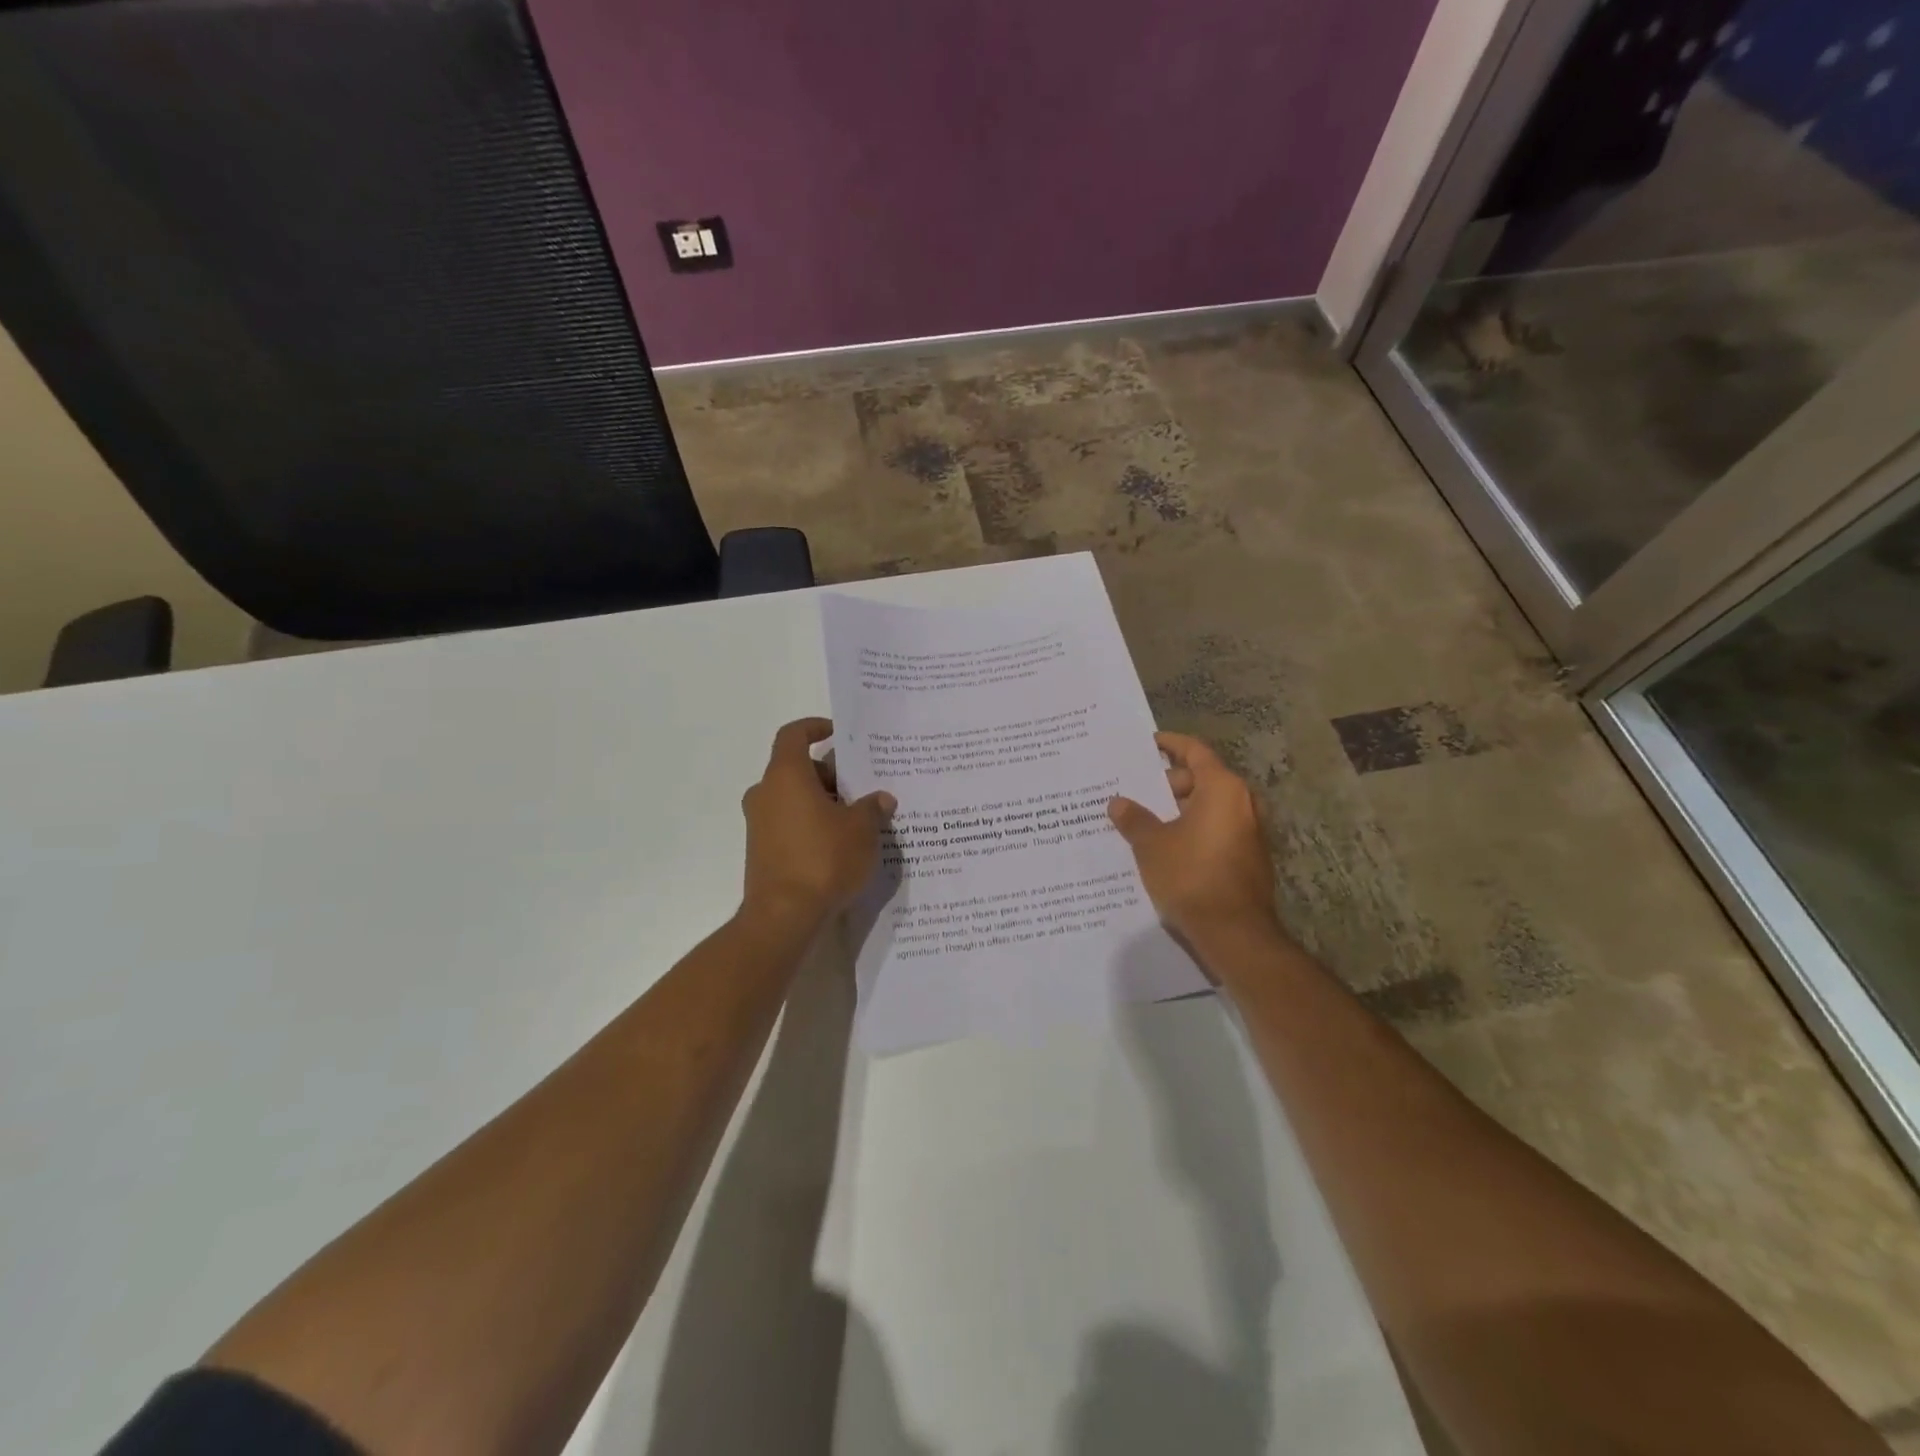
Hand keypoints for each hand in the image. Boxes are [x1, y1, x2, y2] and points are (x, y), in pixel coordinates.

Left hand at [740, 718, 895, 929]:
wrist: (784, 916)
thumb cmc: (824, 859)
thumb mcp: (862, 830)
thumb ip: (872, 808)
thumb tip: (881, 799)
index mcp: (786, 775)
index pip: (793, 735)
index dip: (815, 727)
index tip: (838, 735)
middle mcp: (765, 793)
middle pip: (796, 769)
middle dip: (829, 774)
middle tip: (860, 789)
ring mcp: (758, 823)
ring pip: (792, 798)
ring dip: (821, 802)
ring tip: (856, 820)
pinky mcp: (760, 850)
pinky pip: (788, 823)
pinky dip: (810, 824)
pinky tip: (838, 845)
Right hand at [1108, 733, 1281, 950]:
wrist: (1234, 932)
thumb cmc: (1190, 876)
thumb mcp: (1151, 845)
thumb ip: (1134, 819)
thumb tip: (1118, 802)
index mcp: (1222, 789)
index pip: (1195, 752)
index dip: (1171, 744)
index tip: (1148, 743)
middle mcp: (1242, 804)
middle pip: (1202, 780)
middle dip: (1168, 784)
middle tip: (1135, 792)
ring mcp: (1249, 832)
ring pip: (1208, 808)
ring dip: (1178, 811)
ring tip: (1143, 820)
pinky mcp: (1248, 858)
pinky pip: (1215, 831)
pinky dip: (1192, 831)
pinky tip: (1164, 847)